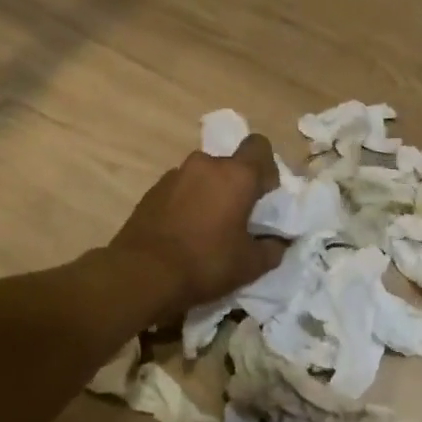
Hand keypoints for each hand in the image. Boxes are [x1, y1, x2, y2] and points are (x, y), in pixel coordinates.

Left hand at [111, 134, 286, 320]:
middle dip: (236, 186)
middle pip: (229, 165)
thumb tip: (279, 241)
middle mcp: (204, 165)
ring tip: (207, 229)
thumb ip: (273, 247)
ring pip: (203, 177)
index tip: (263, 196)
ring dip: (210, 194)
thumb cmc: (206, 263)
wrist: (142, 275)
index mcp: (236, 175)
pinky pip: (180, 190)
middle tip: (237, 218)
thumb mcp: (251, 264)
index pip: (259, 146)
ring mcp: (174, 175)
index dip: (266, 168)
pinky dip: (187, 204)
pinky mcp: (152, 191)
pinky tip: (183, 233)